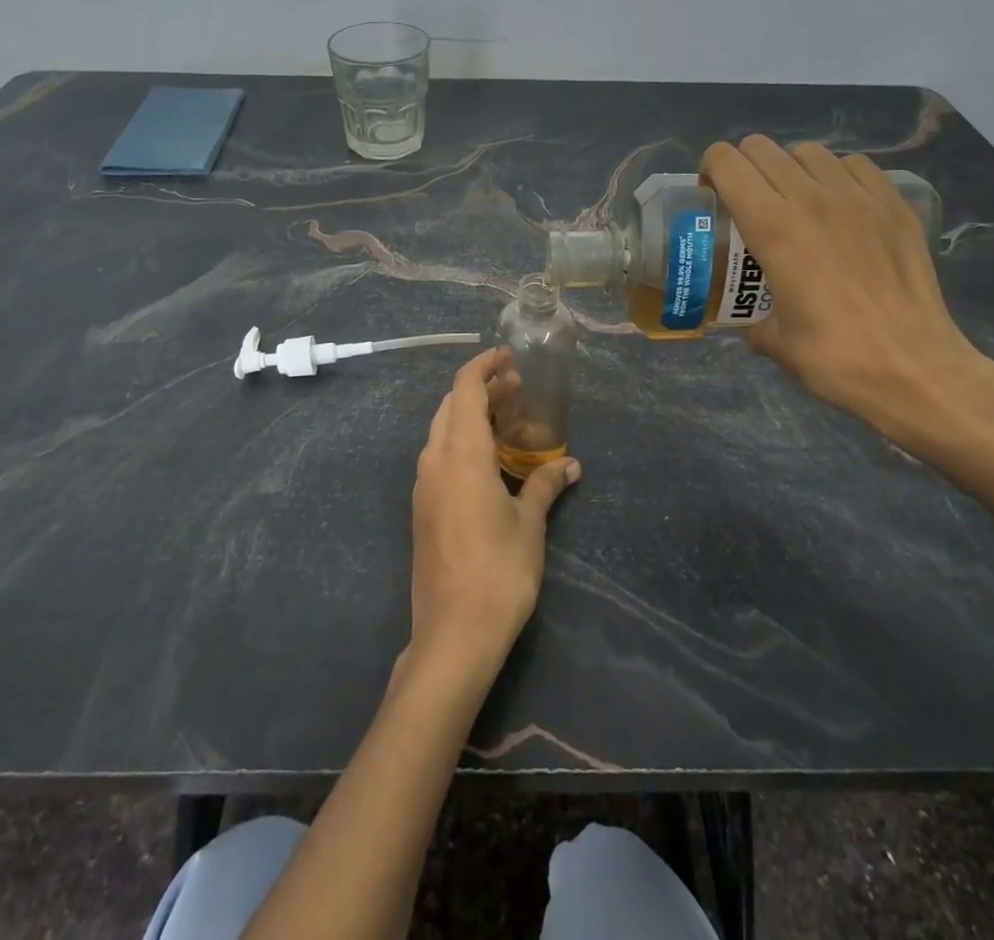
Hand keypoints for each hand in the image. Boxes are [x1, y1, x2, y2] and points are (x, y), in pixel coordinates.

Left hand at [408, 348, 579, 675]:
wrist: (452, 635)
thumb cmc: (498, 573)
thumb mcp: (529, 525)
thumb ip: (544, 485)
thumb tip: (572, 466)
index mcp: (461, 455)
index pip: (464, 390)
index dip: (484, 367)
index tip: (508, 358)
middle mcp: (435, 461)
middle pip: (450, 406)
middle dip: (480, 388)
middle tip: (515, 388)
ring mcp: (423, 486)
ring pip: (440, 431)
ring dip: (468, 414)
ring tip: (505, 418)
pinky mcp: (422, 509)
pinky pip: (438, 456)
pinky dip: (460, 440)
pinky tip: (487, 459)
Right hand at [701, 136, 993, 453]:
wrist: (917, 370)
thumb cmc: (835, 358)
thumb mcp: (773, 340)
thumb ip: (751, 317)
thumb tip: (748, 318)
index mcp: (773, 228)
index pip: (727, 163)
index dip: (710, 169)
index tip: (712, 195)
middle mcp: (812, 199)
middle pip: (762, 148)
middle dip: (745, 167)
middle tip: (749, 201)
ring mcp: (858, 198)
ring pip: (809, 152)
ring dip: (791, 169)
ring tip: (796, 202)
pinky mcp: (895, 205)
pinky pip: (856, 166)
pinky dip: (838, 176)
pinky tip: (840, 207)